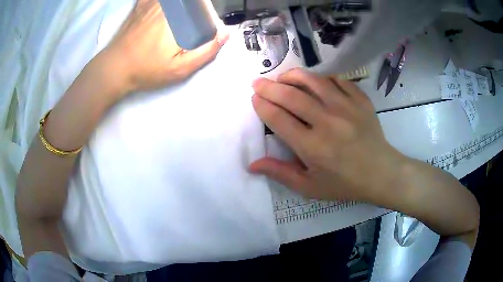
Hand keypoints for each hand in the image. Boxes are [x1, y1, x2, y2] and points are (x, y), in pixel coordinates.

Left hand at [102, 0, 228, 93]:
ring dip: (184, 6)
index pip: (203, 7)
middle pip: (192, 2)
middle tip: (194, 20)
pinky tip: (167, 8)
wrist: (115, 67)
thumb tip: (226, 33)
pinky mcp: (142, 4)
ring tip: (182, 19)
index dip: (208, 11)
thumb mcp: (180, 69)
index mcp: (181, 18)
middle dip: (198, 8)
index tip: (207, 21)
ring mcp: (154, 3)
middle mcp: (169, 6)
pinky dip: (166, 3)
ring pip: (177, 1)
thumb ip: (206, 51)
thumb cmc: (147, 69)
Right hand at [249, 69, 403, 203]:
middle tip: (258, 83)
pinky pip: (337, 80)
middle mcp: (328, 122)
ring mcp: (347, 107)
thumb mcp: (310, 187)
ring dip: (293, 75)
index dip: (262, 105)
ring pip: (314, 80)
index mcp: (312, 147)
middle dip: (269, 87)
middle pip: (291, 96)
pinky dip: (323, 78)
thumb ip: (280, 173)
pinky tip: (316, 82)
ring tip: (282, 77)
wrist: (381, 173)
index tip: (255, 98)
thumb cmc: (344, 183)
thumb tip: (252, 164)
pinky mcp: (361, 100)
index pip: (278, 119)